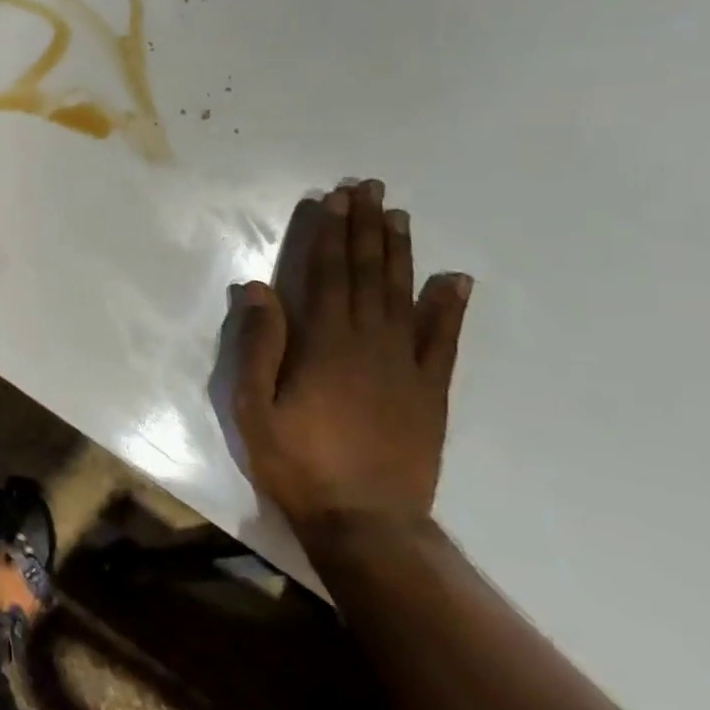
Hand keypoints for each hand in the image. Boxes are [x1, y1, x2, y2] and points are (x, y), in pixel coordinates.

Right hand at [233, 179, 472, 544]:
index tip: (334, 199)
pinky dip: (449, 307)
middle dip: (365, 228)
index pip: (326, 274)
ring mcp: (405, 365)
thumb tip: (258, 288)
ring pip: (403, 295)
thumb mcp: (254, 406)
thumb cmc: (297, 461)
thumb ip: (259, 345)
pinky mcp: (429, 390)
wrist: (365, 521)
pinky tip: (455, 280)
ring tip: (398, 215)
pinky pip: (442, 340)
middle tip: (369, 189)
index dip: (330, 234)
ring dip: (399, 252)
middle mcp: (368, 343)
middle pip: (366, 274)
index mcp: (324, 343)